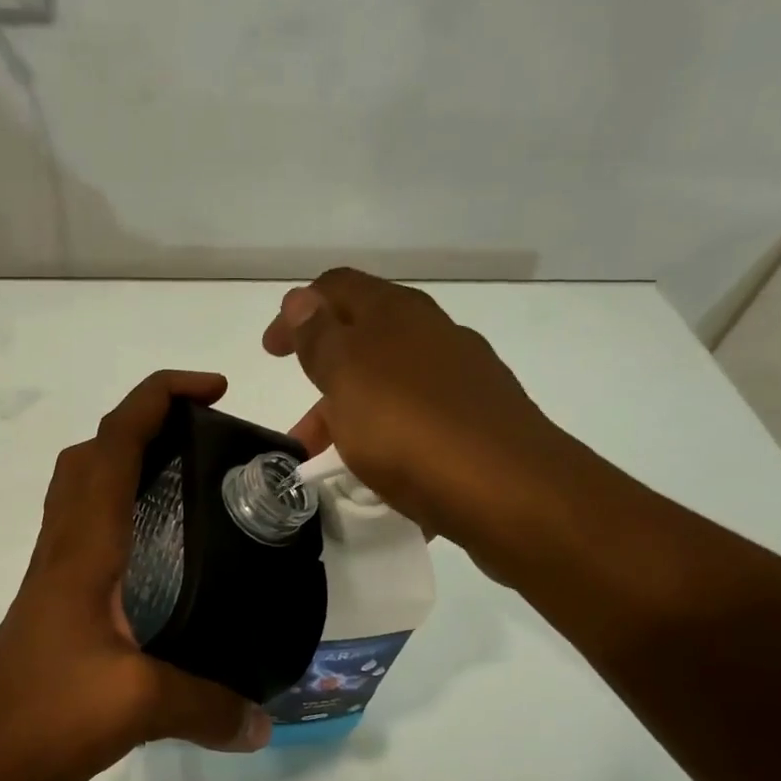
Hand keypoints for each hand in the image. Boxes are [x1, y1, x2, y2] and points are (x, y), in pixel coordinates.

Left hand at [0, 371, 272, 780]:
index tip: (213, 389)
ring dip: (124, 466)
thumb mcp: (140, 706)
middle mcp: (62, 550)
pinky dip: (119, 517)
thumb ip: (208, 707)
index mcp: (82, 549)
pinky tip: (159, 559)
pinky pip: (85, 536)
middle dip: (142, 423)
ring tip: (186, 484)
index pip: (112, 445)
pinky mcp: (53, 608)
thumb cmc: (47, 716)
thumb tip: (263, 723)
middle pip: (88, 456)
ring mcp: (52, 579)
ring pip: (80, 494)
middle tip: (201, 437)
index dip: (158, 399)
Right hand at [265, 268, 567, 578]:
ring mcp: (463, 380)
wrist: (509, 491)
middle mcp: (433, 336)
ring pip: (391, 389)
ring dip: (353, 420)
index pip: (336, 289)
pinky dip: (389, 443)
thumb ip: (320, 338)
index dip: (297, 312)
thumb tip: (301, 298)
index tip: (271, 352)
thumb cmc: (411, 430)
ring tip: (335, 469)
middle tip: (299, 434)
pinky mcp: (481, 424)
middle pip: (364, 343)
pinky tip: (384, 477)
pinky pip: (419, 425)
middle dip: (323, 383)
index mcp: (396, 315)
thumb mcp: (348, 378)